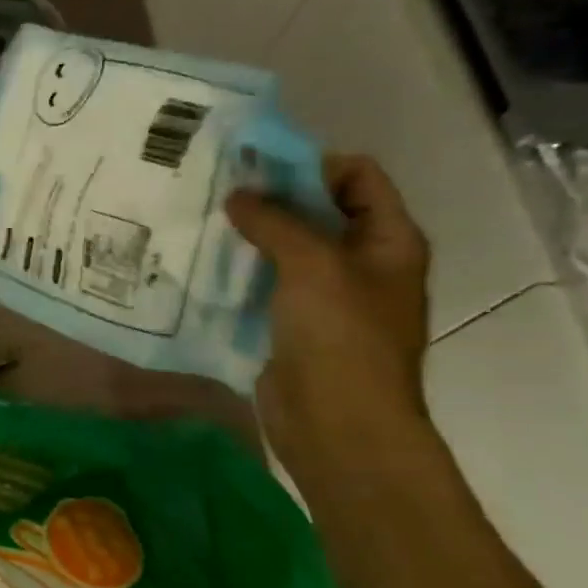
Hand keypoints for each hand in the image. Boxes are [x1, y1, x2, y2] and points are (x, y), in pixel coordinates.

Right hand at [226, 154, 431, 485]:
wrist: (336, 423)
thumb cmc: (341, 338)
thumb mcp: (313, 266)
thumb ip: (276, 223)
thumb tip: (237, 195)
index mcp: (387, 240)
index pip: (357, 176)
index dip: (311, 163)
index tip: (254, 164)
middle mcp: (360, 262)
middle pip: (317, 211)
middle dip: (271, 198)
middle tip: (216, 188)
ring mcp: (325, 296)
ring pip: (285, 249)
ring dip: (248, 236)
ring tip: (200, 221)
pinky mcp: (291, 324)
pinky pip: (264, 285)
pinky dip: (238, 272)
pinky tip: (201, 264)